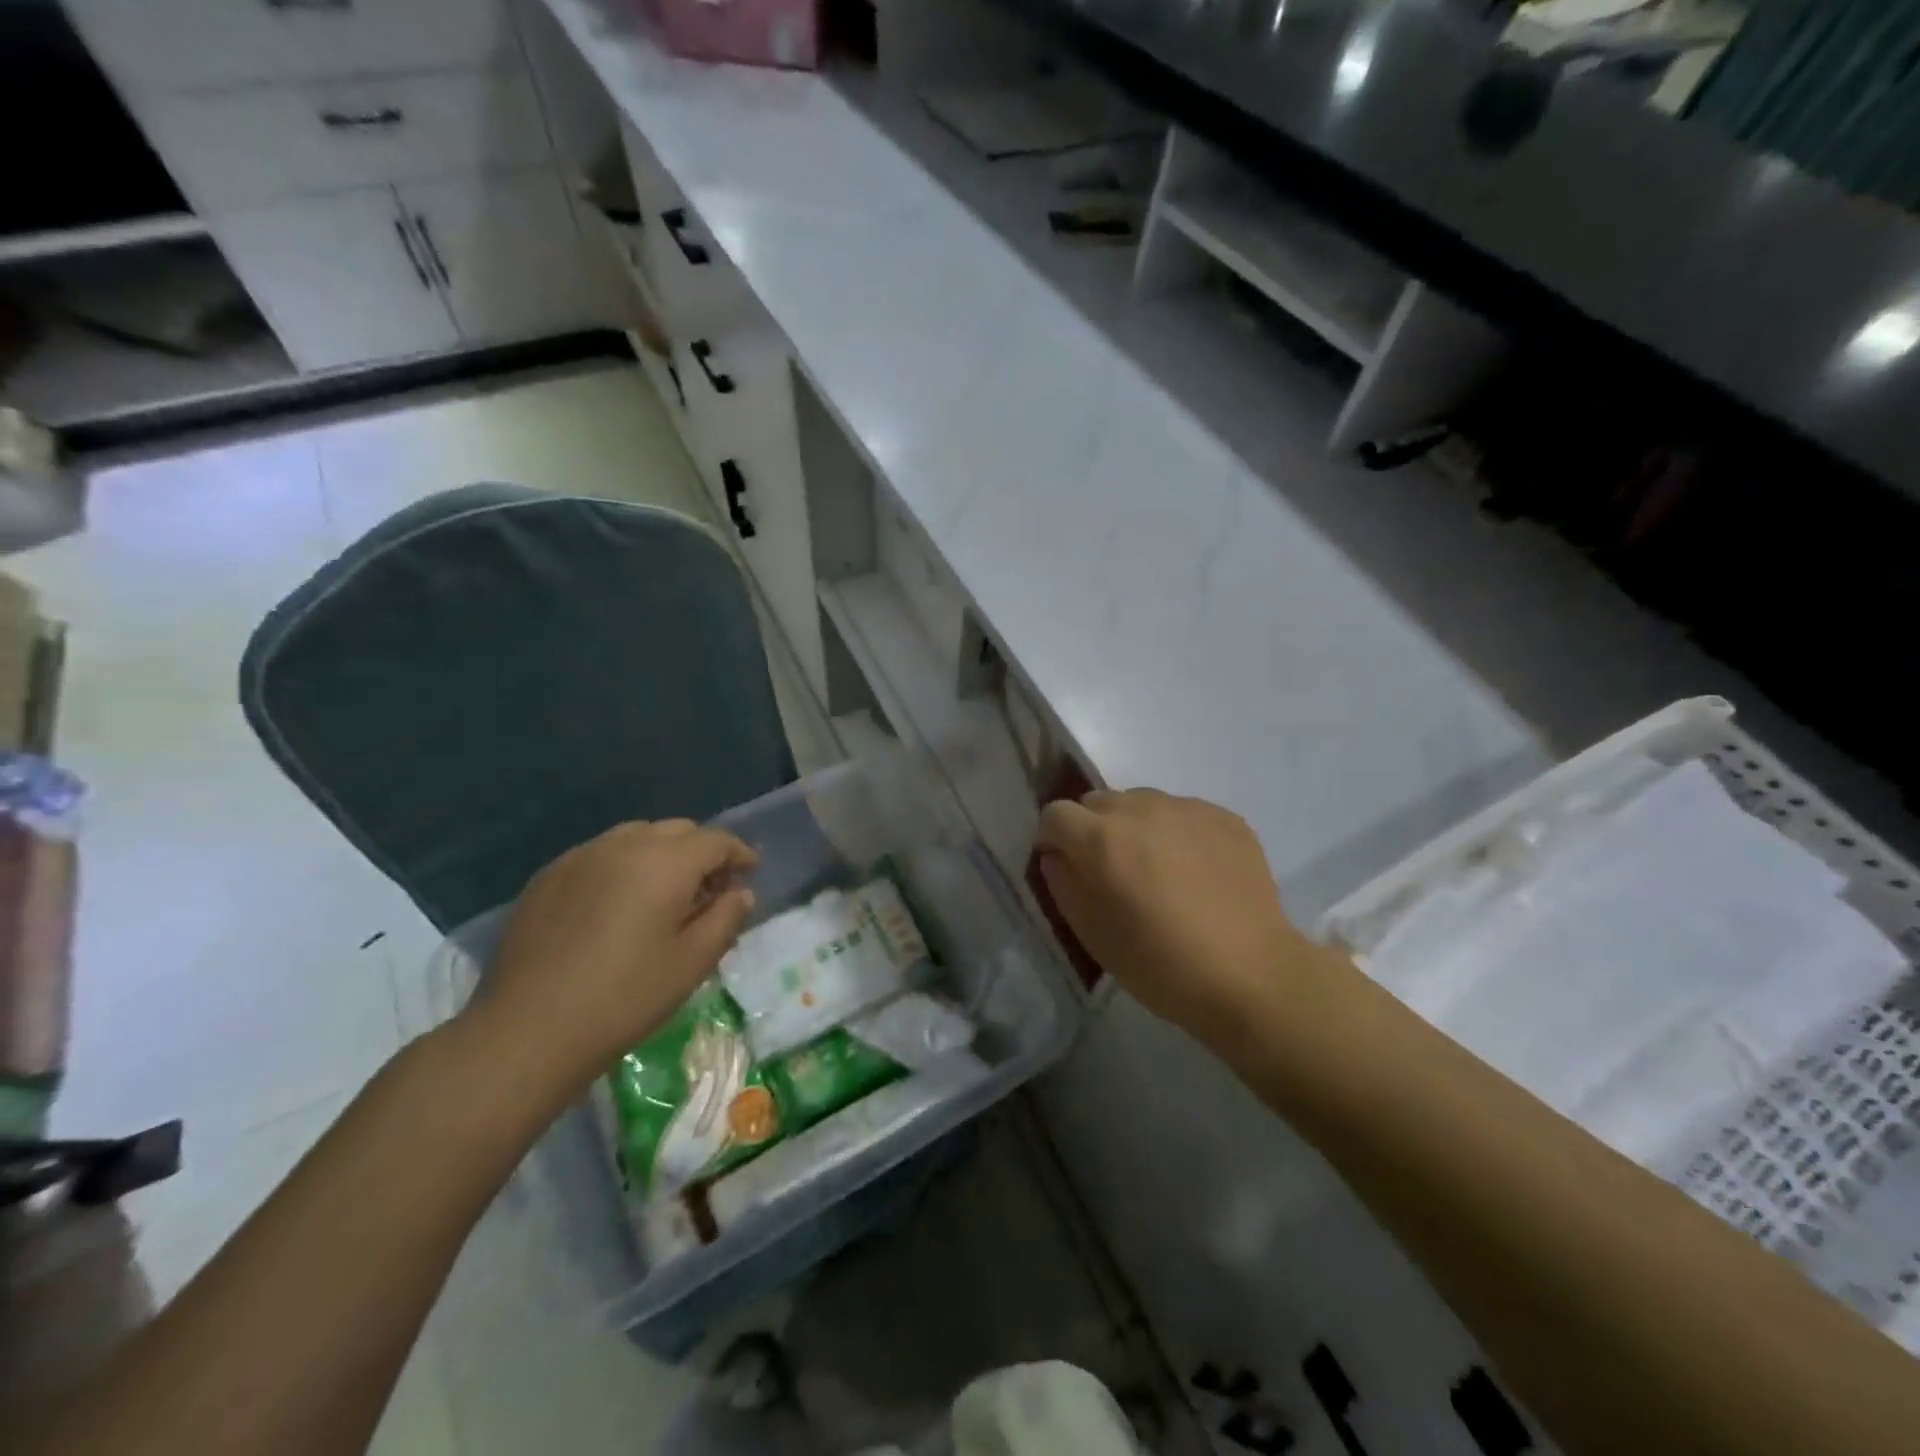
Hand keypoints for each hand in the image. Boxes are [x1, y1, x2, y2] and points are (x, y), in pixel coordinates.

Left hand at [464, 820, 757, 1099]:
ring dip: (662, 854)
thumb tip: (740, 893)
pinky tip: (618, 903)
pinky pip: (600, 854)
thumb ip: (726, 919)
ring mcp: (580, 857)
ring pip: (636, 836)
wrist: (527, 1031)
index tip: (750, 874)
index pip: (715, 840)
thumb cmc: (624, 998)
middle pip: (677, 830)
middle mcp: (623, 845)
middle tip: (711, 889)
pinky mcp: (548, 877)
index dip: (739, 854)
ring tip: (665, 893)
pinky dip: (623, 865)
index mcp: (664, 862)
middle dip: (702, 851)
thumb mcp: (691, 964)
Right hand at [1035, 789, 1319, 1042]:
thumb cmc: (1160, 963)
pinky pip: (1183, 813)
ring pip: (1142, 802)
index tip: (1065, 865)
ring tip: (1158, 869)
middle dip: (1093, 829)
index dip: (1053, 839)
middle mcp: (1140, 810)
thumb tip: (1056, 856)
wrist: (1251, 974)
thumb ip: (1063, 885)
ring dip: (1136, 827)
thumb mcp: (1093, 934)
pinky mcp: (1224, 817)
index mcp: (1101, 839)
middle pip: (1097, 802)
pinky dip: (1177, 833)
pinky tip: (1196, 872)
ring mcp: (1186, 809)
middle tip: (1112, 870)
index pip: (1055, 814)